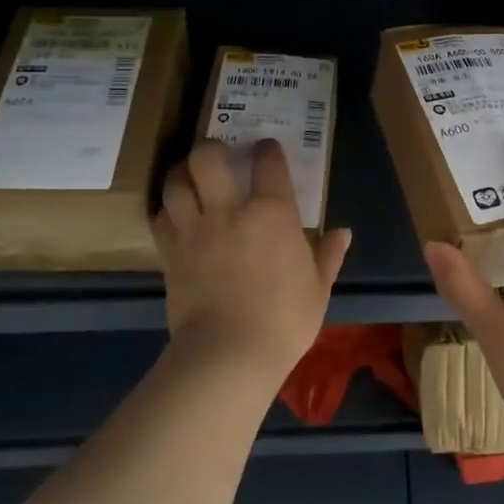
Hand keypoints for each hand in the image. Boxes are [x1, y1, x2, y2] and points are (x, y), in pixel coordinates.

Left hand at [154, 140, 351, 385]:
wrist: (228, 355)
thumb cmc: (284, 320)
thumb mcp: (317, 288)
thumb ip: (328, 255)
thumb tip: (343, 233)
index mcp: (271, 212)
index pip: (267, 162)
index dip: (267, 150)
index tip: (267, 149)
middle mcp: (229, 210)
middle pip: (206, 157)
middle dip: (210, 148)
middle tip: (218, 154)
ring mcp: (194, 230)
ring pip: (175, 182)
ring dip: (181, 173)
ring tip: (190, 177)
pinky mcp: (170, 253)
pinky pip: (160, 218)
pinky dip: (166, 210)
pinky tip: (175, 214)